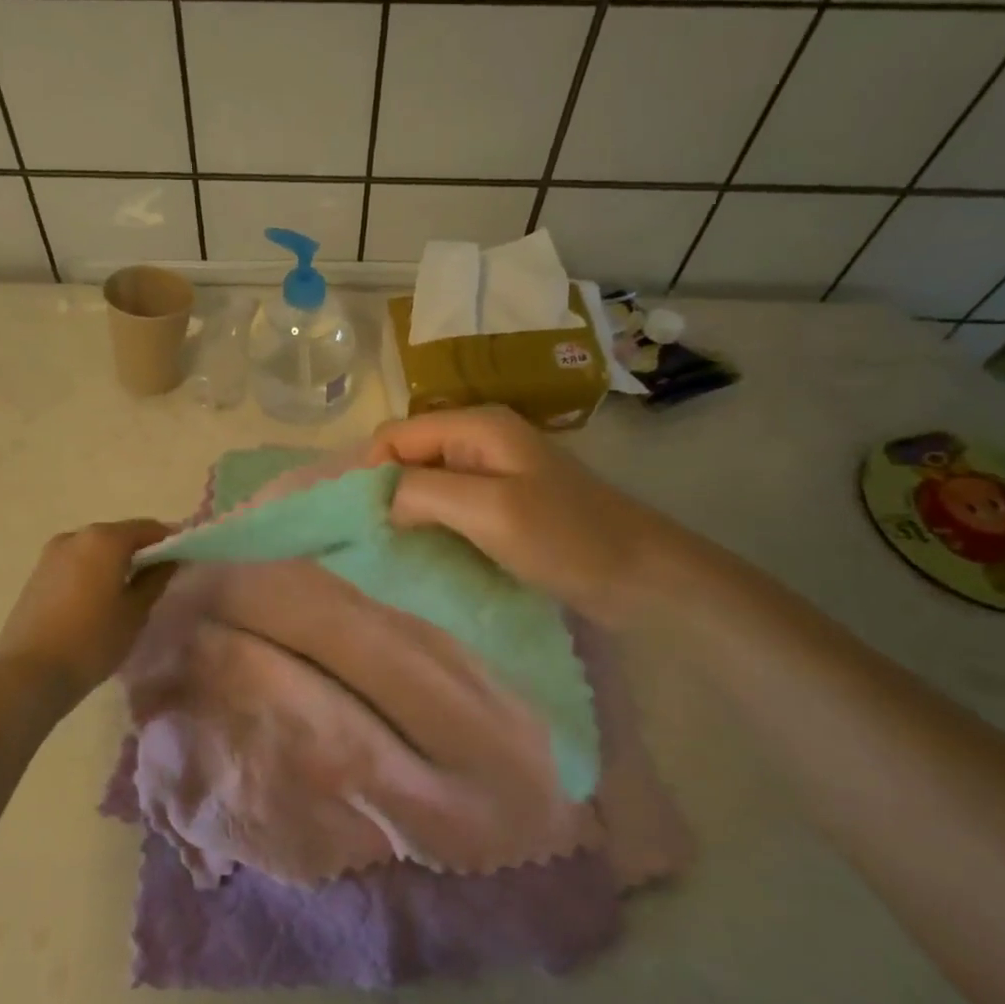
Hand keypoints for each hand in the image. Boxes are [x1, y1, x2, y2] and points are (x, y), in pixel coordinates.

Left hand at [0, 520, 177, 708]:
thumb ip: (156, 578)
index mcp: (105, 538)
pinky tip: (99, 600)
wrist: (29, 673)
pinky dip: (93, 571)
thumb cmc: (92, 640)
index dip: (170, 541)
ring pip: (96, 549)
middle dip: (141, 551)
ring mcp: (52, 553)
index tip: (184, 560)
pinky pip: (76, 563)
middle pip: (120, 535)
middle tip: (158, 579)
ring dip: (115, 562)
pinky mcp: (37, 573)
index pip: (149, 528)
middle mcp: (77, 535)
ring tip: (128, 593)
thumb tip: (170, 559)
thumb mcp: (135, 612)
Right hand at [365, 406, 693, 627]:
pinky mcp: (502, 503)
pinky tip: (426, 552)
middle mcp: (479, 440)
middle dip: (385, 493)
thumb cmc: (565, 538)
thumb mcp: (489, 509)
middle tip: (376, 540)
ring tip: (396, 550)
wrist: (642, 577)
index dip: (370, 472)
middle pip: (408, 456)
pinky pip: (449, 506)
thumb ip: (424, 492)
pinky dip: (431, 525)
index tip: (362, 521)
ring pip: (426, 483)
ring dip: (407, 513)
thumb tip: (381, 501)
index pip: (394, 435)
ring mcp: (493, 472)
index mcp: (476, 426)